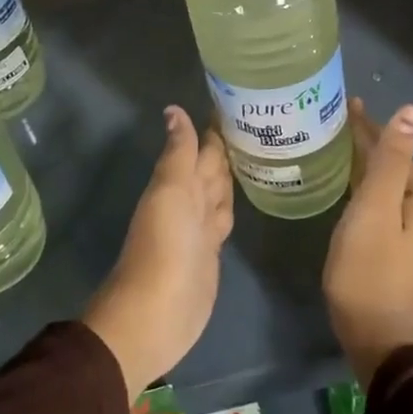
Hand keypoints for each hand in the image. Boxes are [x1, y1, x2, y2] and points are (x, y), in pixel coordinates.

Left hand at [83, 106, 232, 401]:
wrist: (156, 314)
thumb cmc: (163, 247)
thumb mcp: (170, 193)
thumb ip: (178, 154)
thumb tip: (174, 110)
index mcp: (178, 184)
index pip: (201, 148)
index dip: (214, 128)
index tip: (237, 99)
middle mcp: (189, 202)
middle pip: (210, 169)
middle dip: (227, 148)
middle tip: (256, 121)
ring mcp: (200, 229)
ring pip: (218, 192)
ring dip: (230, 174)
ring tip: (255, 152)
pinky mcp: (210, 253)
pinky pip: (223, 219)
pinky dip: (231, 204)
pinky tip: (244, 197)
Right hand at [323, 99, 412, 387]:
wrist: (379, 340)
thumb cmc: (369, 271)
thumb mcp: (373, 209)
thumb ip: (390, 159)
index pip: (395, 149)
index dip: (366, 127)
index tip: (342, 106)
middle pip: (395, 168)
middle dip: (366, 147)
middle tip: (330, 128)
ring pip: (391, 189)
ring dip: (367, 171)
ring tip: (336, 153)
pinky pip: (391, 210)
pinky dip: (371, 196)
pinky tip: (351, 191)